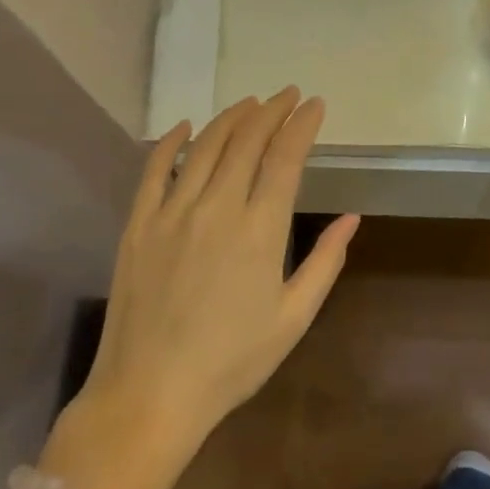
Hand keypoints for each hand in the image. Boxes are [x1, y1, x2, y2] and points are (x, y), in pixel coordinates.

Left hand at [76, 89, 358, 464]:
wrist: (150, 393)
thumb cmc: (232, 362)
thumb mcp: (293, 318)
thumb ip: (325, 263)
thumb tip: (351, 218)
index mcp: (259, 230)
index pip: (285, 158)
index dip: (302, 125)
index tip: (314, 104)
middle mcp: (216, 208)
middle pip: (246, 141)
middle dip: (271, 111)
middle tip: (287, 95)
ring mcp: (172, 212)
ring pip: (204, 146)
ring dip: (230, 118)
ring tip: (250, 103)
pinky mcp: (138, 224)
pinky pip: (154, 169)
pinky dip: (171, 142)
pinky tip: (185, 126)